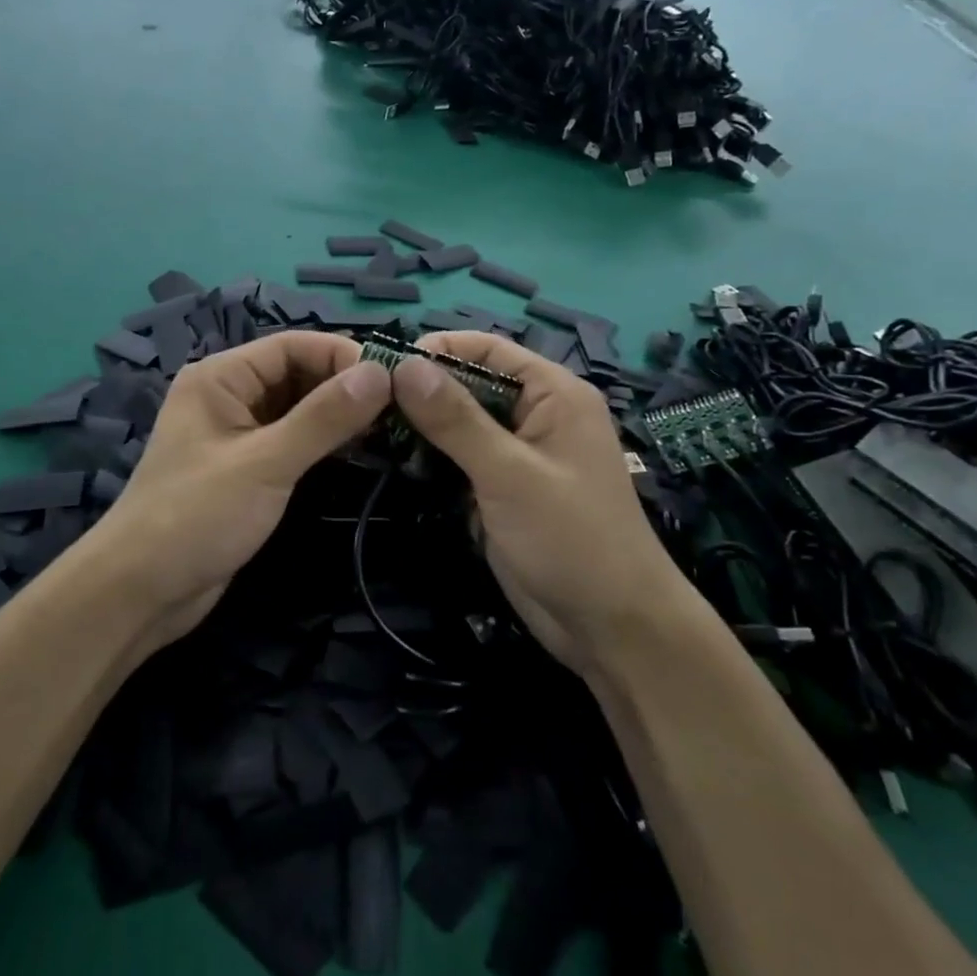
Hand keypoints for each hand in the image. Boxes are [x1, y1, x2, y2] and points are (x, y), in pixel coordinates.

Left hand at [86, 331, 391, 649]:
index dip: (343, 356)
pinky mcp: (244, 468)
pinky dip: (321, 442)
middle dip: (344, 386)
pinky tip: (356, 452)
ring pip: (297, 408)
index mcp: (221, 377)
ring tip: (389, 429)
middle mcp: (228, 395)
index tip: (396, 380)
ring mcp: (235, 433)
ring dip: (337, 415)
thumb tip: (380, 373)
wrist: (141, 591)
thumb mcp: (265, 463)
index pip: (292, 346)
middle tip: (401, 409)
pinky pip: (290, 440)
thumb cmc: (196, 517)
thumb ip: (322, 418)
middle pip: (296, 373)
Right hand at [390, 333, 692, 675]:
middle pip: (470, 383)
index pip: (488, 349)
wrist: (610, 627)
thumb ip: (456, 420)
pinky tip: (393, 459)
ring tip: (368, 427)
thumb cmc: (571, 538)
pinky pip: (460, 458)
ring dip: (421, 425)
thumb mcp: (509, 473)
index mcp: (553, 394)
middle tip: (366, 402)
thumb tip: (405, 366)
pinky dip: (430, 456)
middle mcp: (535, 415)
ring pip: (460, 423)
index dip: (438, 348)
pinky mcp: (501, 488)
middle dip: (422, 389)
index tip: (383, 365)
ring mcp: (517, 454)